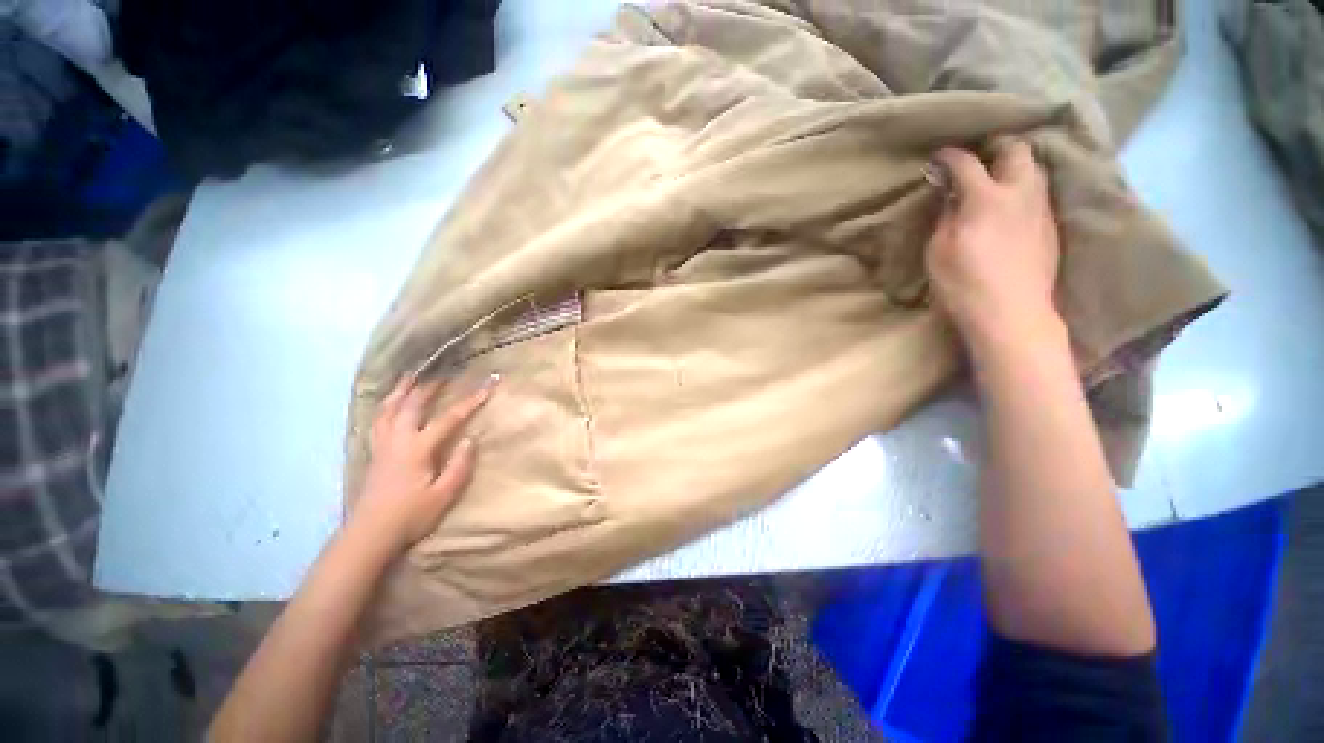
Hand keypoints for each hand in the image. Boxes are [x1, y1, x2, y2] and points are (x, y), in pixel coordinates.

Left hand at [351, 375, 496, 553]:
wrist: (369, 534)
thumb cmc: (410, 516)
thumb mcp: (443, 495)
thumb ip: (460, 466)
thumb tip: (471, 439)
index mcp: (417, 449)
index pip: (447, 419)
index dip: (469, 402)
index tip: (487, 386)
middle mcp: (397, 441)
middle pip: (412, 406)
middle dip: (430, 387)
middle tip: (444, 373)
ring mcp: (382, 446)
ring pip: (388, 410)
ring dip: (401, 391)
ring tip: (409, 377)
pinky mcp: (375, 453)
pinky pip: (378, 420)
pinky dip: (385, 406)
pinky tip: (389, 404)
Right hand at [925, 139, 1062, 352]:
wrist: (1011, 314)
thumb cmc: (964, 283)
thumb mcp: (939, 250)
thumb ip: (946, 216)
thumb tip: (952, 195)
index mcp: (987, 198)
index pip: (967, 163)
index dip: (950, 157)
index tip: (938, 159)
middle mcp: (1020, 193)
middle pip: (1017, 150)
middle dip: (996, 148)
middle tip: (978, 160)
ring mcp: (1041, 209)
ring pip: (1035, 169)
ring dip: (1015, 167)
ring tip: (997, 180)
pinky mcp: (1051, 227)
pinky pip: (1040, 194)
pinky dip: (1023, 190)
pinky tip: (1011, 206)